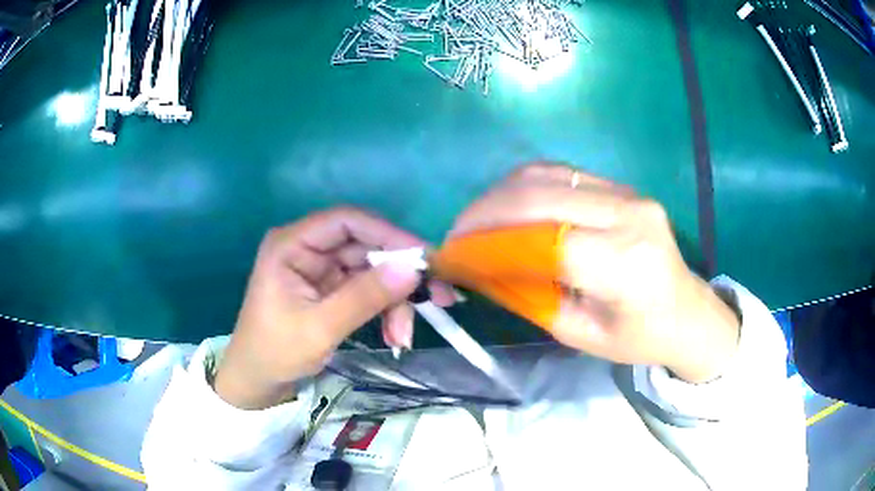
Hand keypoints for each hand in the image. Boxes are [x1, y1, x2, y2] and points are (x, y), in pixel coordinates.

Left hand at [215, 207, 452, 408]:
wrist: (258, 382)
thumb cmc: (275, 352)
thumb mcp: (319, 328)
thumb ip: (364, 297)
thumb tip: (412, 269)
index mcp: (293, 244)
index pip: (347, 221)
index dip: (388, 233)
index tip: (423, 258)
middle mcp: (309, 249)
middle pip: (365, 247)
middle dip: (399, 276)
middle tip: (437, 297)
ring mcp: (321, 270)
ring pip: (372, 271)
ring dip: (394, 301)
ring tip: (403, 335)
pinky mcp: (331, 290)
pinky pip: (368, 290)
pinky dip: (385, 310)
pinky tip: (394, 335)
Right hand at [449, 163, 739, 382]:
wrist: (687, 312)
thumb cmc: (638, 337)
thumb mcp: (577, 333)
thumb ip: (528, 295)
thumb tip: (478, 268)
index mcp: (625, 265)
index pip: (544, 242)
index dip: (489, 246)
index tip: (452, 257)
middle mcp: (629, 216)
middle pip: (540, 195)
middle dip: (484, 213)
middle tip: (455, 236)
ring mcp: (628, 193)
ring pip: (546, 174)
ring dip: (500, 194)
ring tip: (474, 221)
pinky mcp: (623, 186)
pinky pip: (562, 174)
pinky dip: (524, 187)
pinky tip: (506, 207)